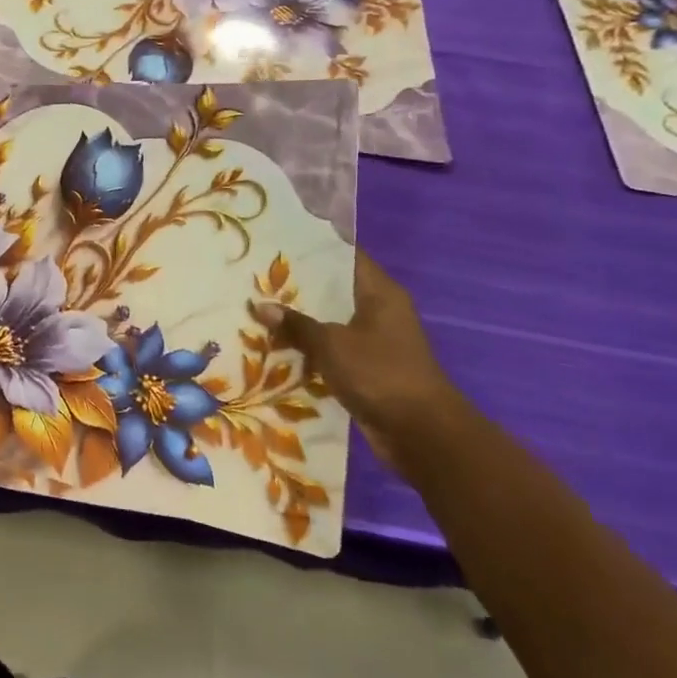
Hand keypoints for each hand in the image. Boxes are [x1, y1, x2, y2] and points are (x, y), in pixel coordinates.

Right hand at [254, 251, 472, 478]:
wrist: (420, 434)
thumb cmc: (380, 373)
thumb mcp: (332, 344)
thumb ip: (296, 324)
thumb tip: (260, 306)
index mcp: (380, 293)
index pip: (345, 257)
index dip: (313, 249)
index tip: (278, 244)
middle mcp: (380, 312)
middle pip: (333, 291)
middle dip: (297, 288)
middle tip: (256, 278)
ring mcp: (374, 342)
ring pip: (330, 323)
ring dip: (300, 323)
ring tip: (257, 311)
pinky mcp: (367, 370)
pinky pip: (332, 351)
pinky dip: (309, 350)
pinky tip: (276, 348)